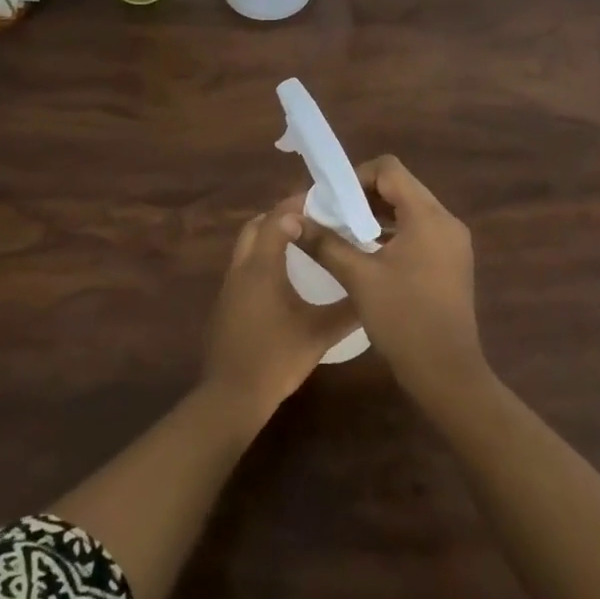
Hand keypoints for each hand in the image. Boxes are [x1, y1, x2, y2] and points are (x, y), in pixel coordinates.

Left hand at [201, 195, 360, 428]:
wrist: (232, 396)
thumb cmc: (276, 359)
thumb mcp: (319, 333)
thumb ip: (348, 309)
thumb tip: (373, 290)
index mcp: (261, 267)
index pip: (277, 219)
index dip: (298, 205)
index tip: (324, 202)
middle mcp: (241, 268)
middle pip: (256, 226)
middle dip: (280, 216)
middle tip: (313, 219)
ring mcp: (229, 286)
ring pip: (247, 246)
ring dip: (270, 236)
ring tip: (304, 242)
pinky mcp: (226, 303)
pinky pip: (244, 266)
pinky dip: (263, 258)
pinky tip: (285, 276)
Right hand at [297, 155, 485, 410]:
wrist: (447, 372)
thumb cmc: (403, 319)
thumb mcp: (359, 278)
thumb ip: (325, 244)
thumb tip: (293, 220)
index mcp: (428, 216)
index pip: (390, 170)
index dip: (357, 176)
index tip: (332, 199)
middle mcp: (446, 221)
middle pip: (402, 187)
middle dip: (364, 196)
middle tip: (333, 215)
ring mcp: (453, 242)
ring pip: (411, 210)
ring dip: (378, 214)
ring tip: (346, 232)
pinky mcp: (452, 262)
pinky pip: (420, 231)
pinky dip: (394, 232)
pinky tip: (370, 253)